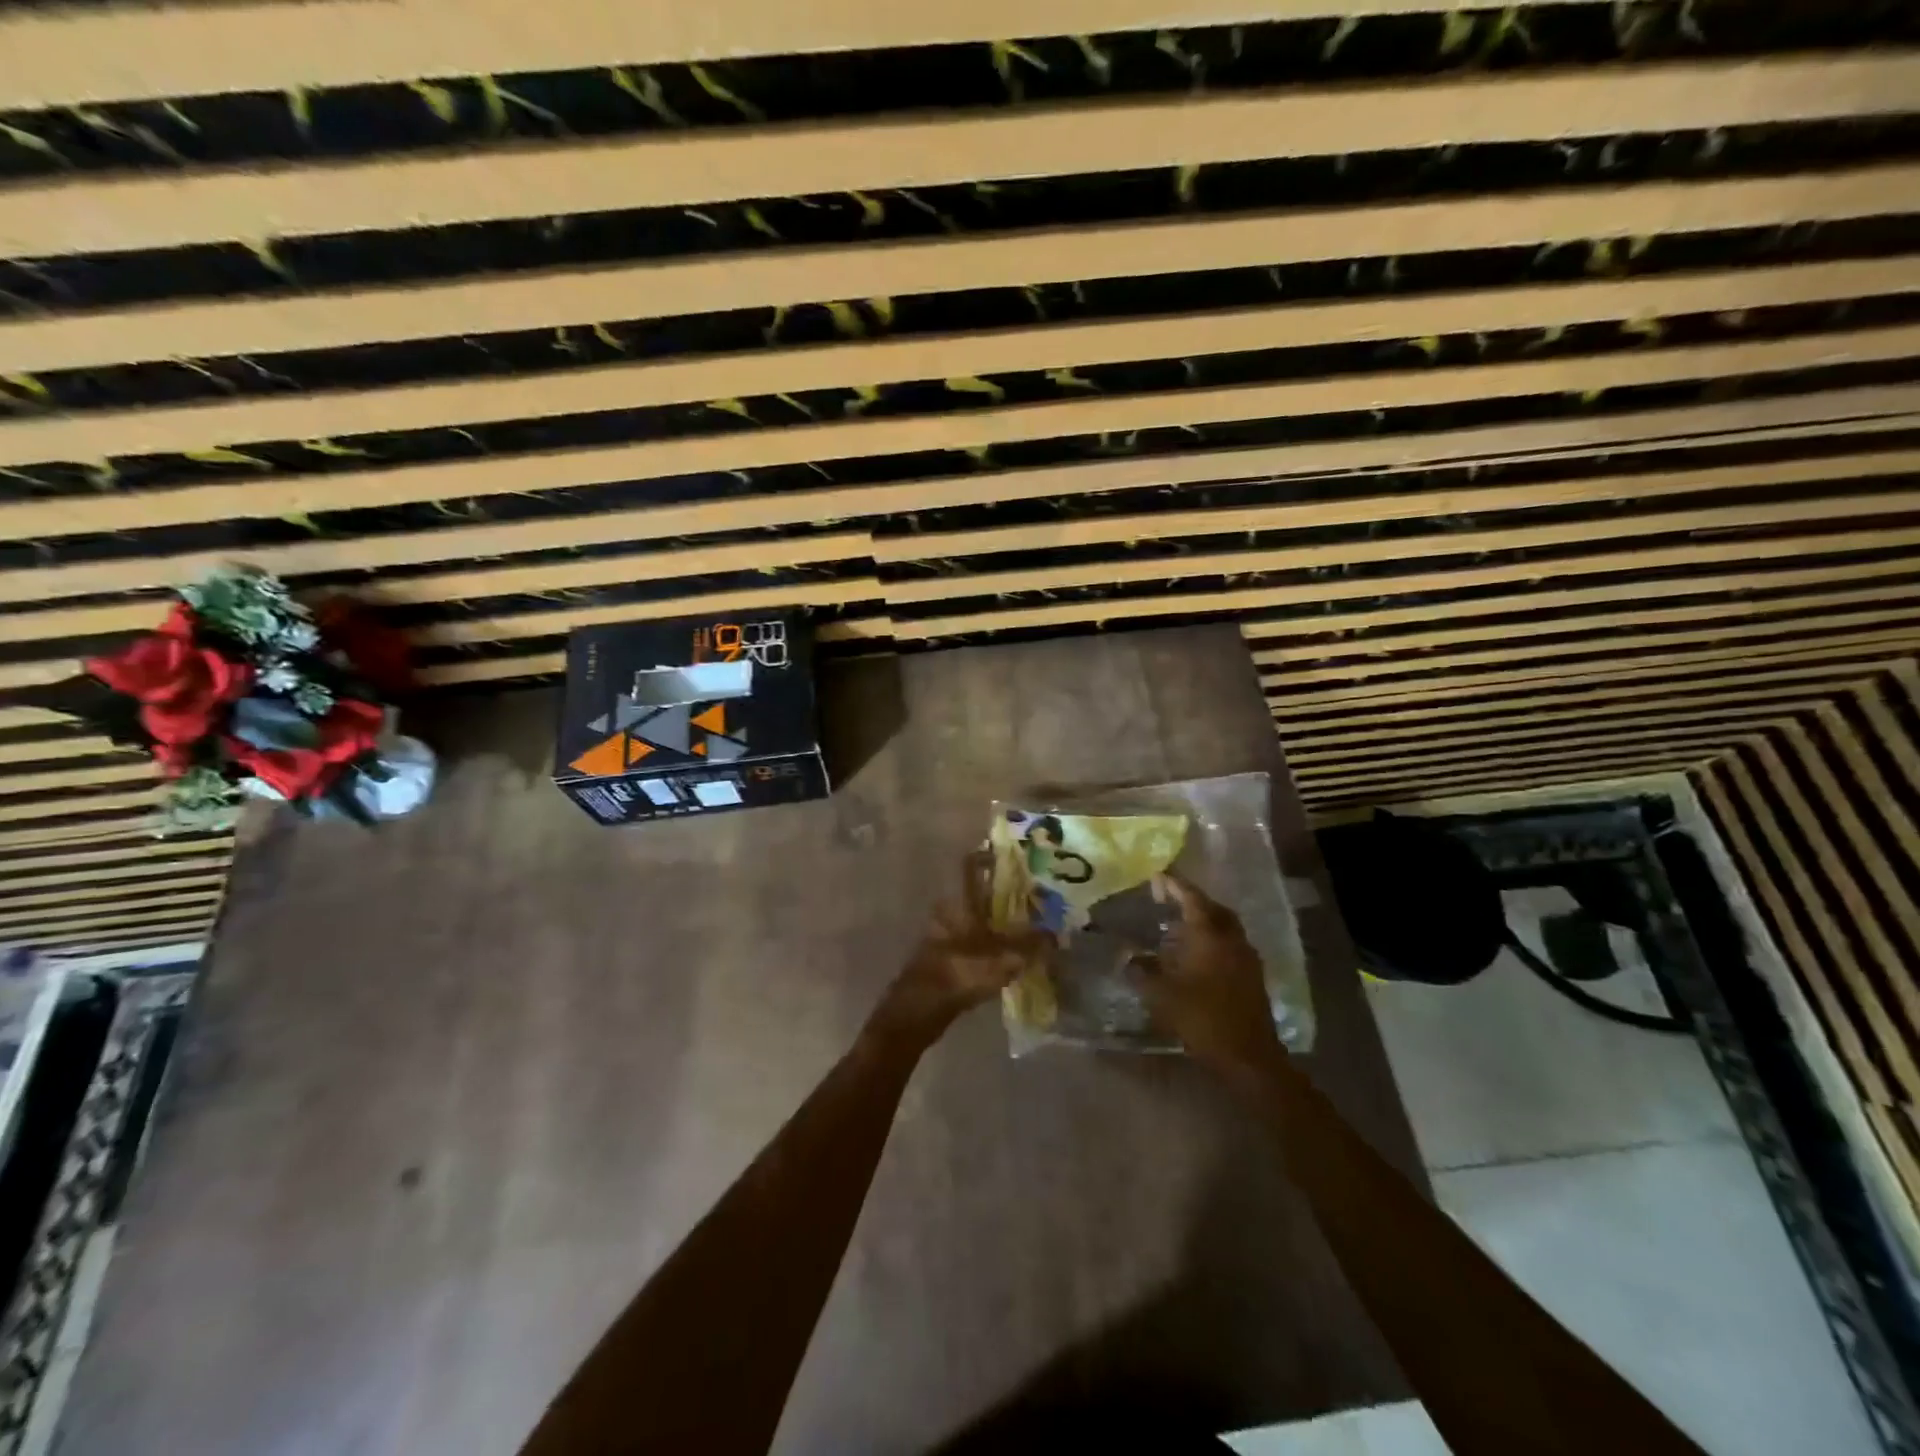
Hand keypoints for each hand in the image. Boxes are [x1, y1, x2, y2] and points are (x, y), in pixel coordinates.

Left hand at [872, 852, 1047, 1047]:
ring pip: (979, 919)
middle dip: (1007, 894)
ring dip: (1002, 921)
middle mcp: (951, 912)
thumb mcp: (1002, 960)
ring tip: (1033, 924)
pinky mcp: (947, 957)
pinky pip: (976, 941)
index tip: (1018, 856)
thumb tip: (1057, 934)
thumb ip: (1031, 945)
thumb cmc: (957, 975)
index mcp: (960, 902)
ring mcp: (947, 935)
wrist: (918, 1011)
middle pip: (981, 894)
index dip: (992, 857)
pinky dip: (994, 943)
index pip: (973, 866)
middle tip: (1037, 895)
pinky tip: (1014, 953)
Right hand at [1143, 872, 1284, 1081]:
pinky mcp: (1252, 975)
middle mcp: (1231, 939)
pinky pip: (1230, 943)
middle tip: (1168, 897)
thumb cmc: (1202, 1018)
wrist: (1248, 1057)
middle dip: (1191, 899)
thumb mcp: (1162, 995)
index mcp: (1210, 935)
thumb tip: (1127, 956)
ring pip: (1224, 926)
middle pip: (1213, 908)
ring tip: (1179, 923)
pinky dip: (1212, 938)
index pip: (1192, 898)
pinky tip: (1196, 953)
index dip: (1174, 885)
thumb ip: (1142, 971)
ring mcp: (1246, 957)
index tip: (1157, 876)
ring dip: (1204, 919)